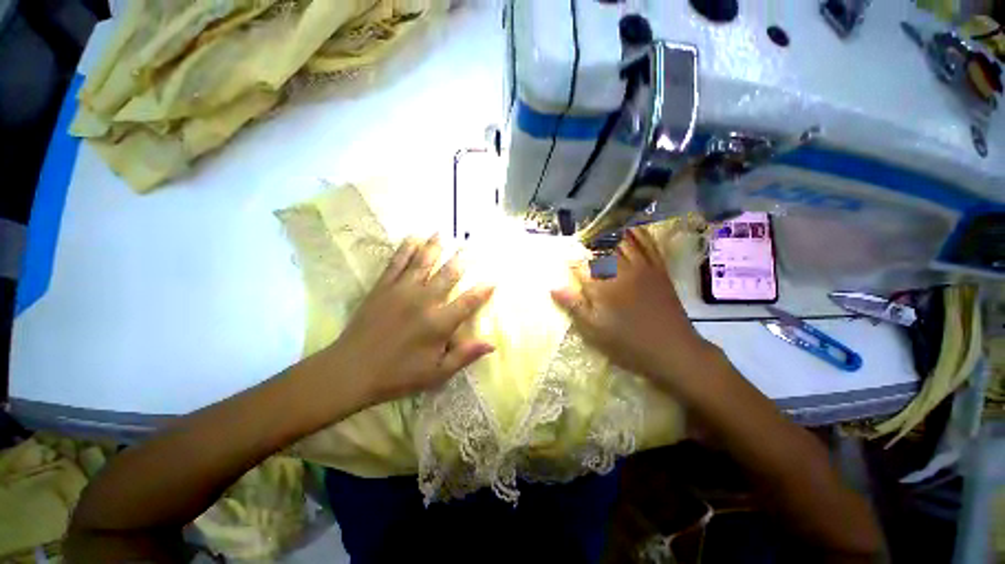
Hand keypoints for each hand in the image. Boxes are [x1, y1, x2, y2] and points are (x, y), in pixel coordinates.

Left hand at [328, 235, 494, 405]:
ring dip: (434, 246)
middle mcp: (424, 300)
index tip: (493, 280)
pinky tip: (412, 238)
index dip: (483, 291)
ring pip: (423, 262)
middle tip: (470, 247)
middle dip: (461, 260)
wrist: (350, 371)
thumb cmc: (397, 375)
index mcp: (439, 323)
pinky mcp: (383, 287)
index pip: (468, 302)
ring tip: (442, 232)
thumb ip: (465, 356)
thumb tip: (492, 344)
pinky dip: (406, 249)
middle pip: (448, 274)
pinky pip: (397, 263)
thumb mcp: (436, 373)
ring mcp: (401, 290)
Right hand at [551, 228, 716, 388]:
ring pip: (624, 242)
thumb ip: (574, 306)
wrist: (672, 351)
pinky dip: (640, 235)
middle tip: (581, 239)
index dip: (571, 261)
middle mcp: (621, 270)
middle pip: (601, 249)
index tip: (565, 260)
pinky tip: (633, 229)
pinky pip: (649, 246)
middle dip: (589, 243)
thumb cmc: (627, 343)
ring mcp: (642, 268)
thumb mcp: (594, 330)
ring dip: (610, 234)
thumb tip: (553, 287)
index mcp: (603, 285)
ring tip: (601, 227)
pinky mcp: (659, 271)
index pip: (581, 265)